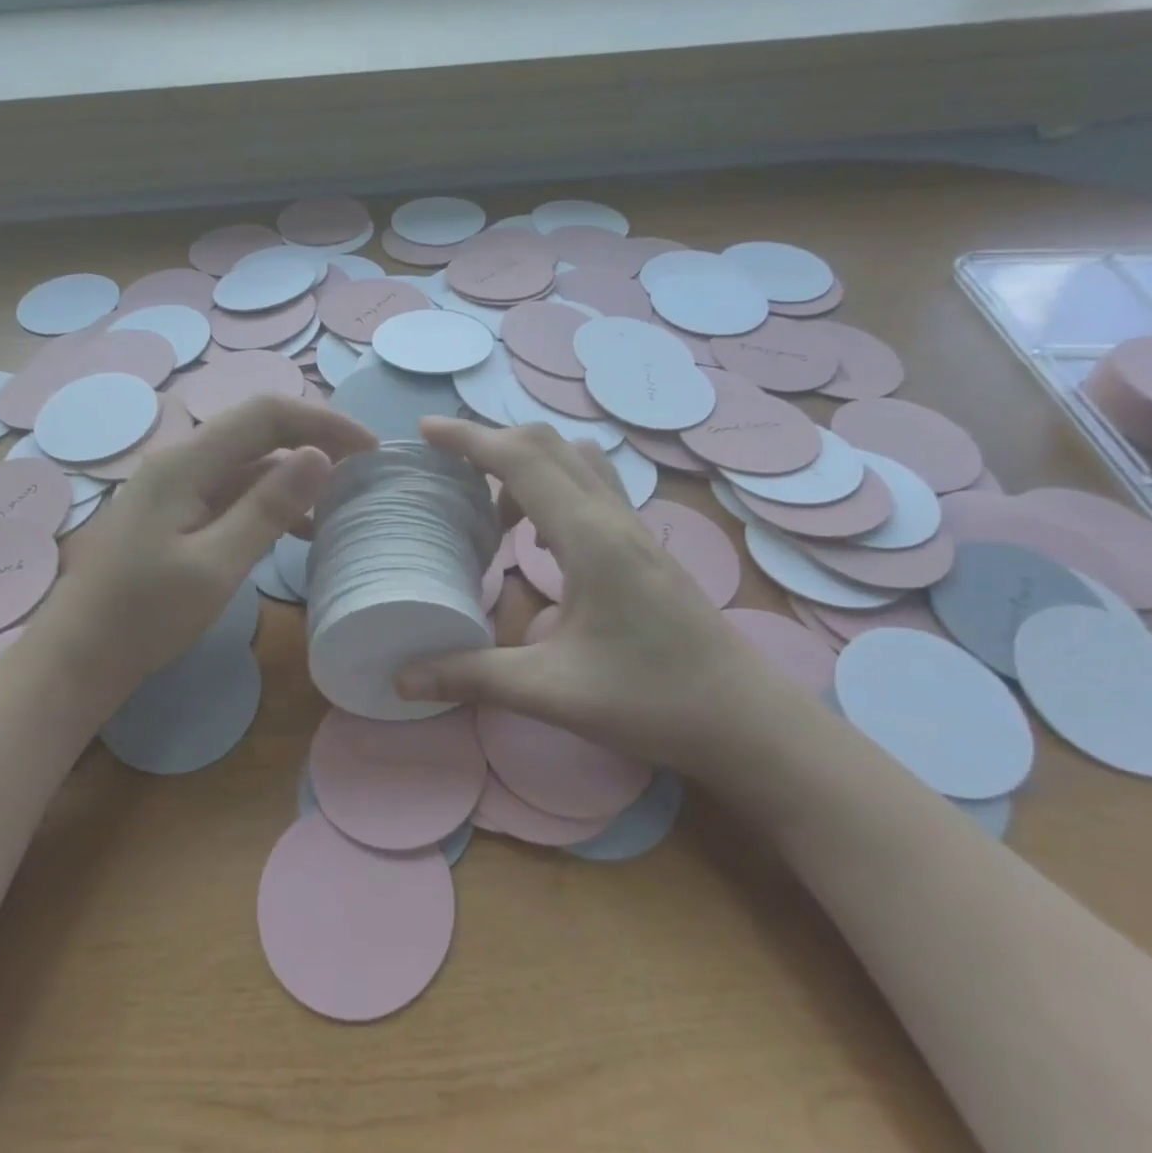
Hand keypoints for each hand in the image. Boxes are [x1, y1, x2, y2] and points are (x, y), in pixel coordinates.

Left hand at [27, 395, 376, 701]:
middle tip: (361, 470)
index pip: (266, 414)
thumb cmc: (144, 616)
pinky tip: (297, 530)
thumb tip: (319, 456)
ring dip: (295, 474)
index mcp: (187, 463)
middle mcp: (181, 461)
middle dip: (314, 440)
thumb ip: (268, 508)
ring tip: (338, 502)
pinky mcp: (176, 512)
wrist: (79, 657)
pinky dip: (271, 500)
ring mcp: (176, 486)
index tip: (370, 450)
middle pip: (258, 429)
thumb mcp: (216, 566)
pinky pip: (233, 490)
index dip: (323, 422)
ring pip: (248, 461)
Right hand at [396, 419, 762, 772]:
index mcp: (590, 537)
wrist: (748, 721)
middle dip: (492, 444)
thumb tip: (402, 676)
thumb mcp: (552, 691)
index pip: (522, 460)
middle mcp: (613, 517)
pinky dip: (552, 490)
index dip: (469, 438)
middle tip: (449, 470)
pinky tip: (542, 543)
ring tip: (494, 513)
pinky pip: (591, 489)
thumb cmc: (653, 700)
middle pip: (548, 445)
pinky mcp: (644, 546)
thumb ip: (473, 676)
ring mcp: (634, 528)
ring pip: (575, 462)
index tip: (425, 431)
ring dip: (527, 466)